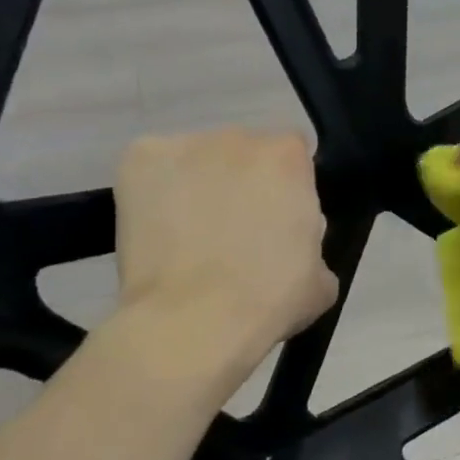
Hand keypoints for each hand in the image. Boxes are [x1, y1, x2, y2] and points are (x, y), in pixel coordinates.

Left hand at [114, 129, 337, 368]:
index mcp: (288, 157)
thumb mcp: (322, 275)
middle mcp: (238, 137)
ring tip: (191, 237)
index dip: (287, 187)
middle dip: (243, 184)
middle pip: (244, 153)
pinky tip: (161, 232)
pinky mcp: (137, 161)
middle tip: (235, 232)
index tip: (279, 219)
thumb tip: (292, 241)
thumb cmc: (270, 300)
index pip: (293, 155)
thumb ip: (311, 239)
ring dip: (201, 186)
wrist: (193, 322)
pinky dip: (157, 193)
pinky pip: (155, 171)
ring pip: (198, 161)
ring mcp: (183, 145)